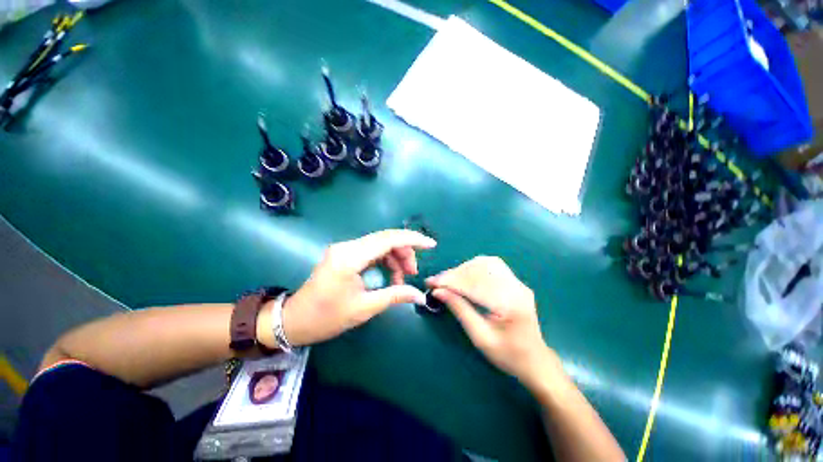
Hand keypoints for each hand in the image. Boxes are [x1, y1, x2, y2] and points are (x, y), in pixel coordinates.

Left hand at [280, 229, 435, 345]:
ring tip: (402, 279)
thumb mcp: (364, 308)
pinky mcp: (345, 253)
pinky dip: (385, 261)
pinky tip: (390, 276)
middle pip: (386, 239)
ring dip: (396, 258)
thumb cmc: (326, 318)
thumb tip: (420, 296)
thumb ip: (395, 296)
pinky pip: (372, 251)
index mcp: (350, 257)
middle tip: (413, 273)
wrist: (294, 320)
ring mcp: (345, 248)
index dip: (412, 239)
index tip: (431, 245)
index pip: (388, 239)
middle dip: (405, 253)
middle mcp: (348, 246)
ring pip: (380, 244)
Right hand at [426, 256, 554, 387]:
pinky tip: (464, 276)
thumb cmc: (508, 355)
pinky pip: (492, 266)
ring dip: (463, 269)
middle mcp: (516, 288)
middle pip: (480, 270)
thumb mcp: (480, 337)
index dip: (450, 282)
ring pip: (485, 263)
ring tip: (448, 279)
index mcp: (510, 304)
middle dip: (455, 274)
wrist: (535, 361)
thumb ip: (459, 310)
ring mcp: (518, 283)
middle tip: (437, 281)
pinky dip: (473, 268)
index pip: (474, 285)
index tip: (431, 282)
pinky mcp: (515, 282)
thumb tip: (438, 291)